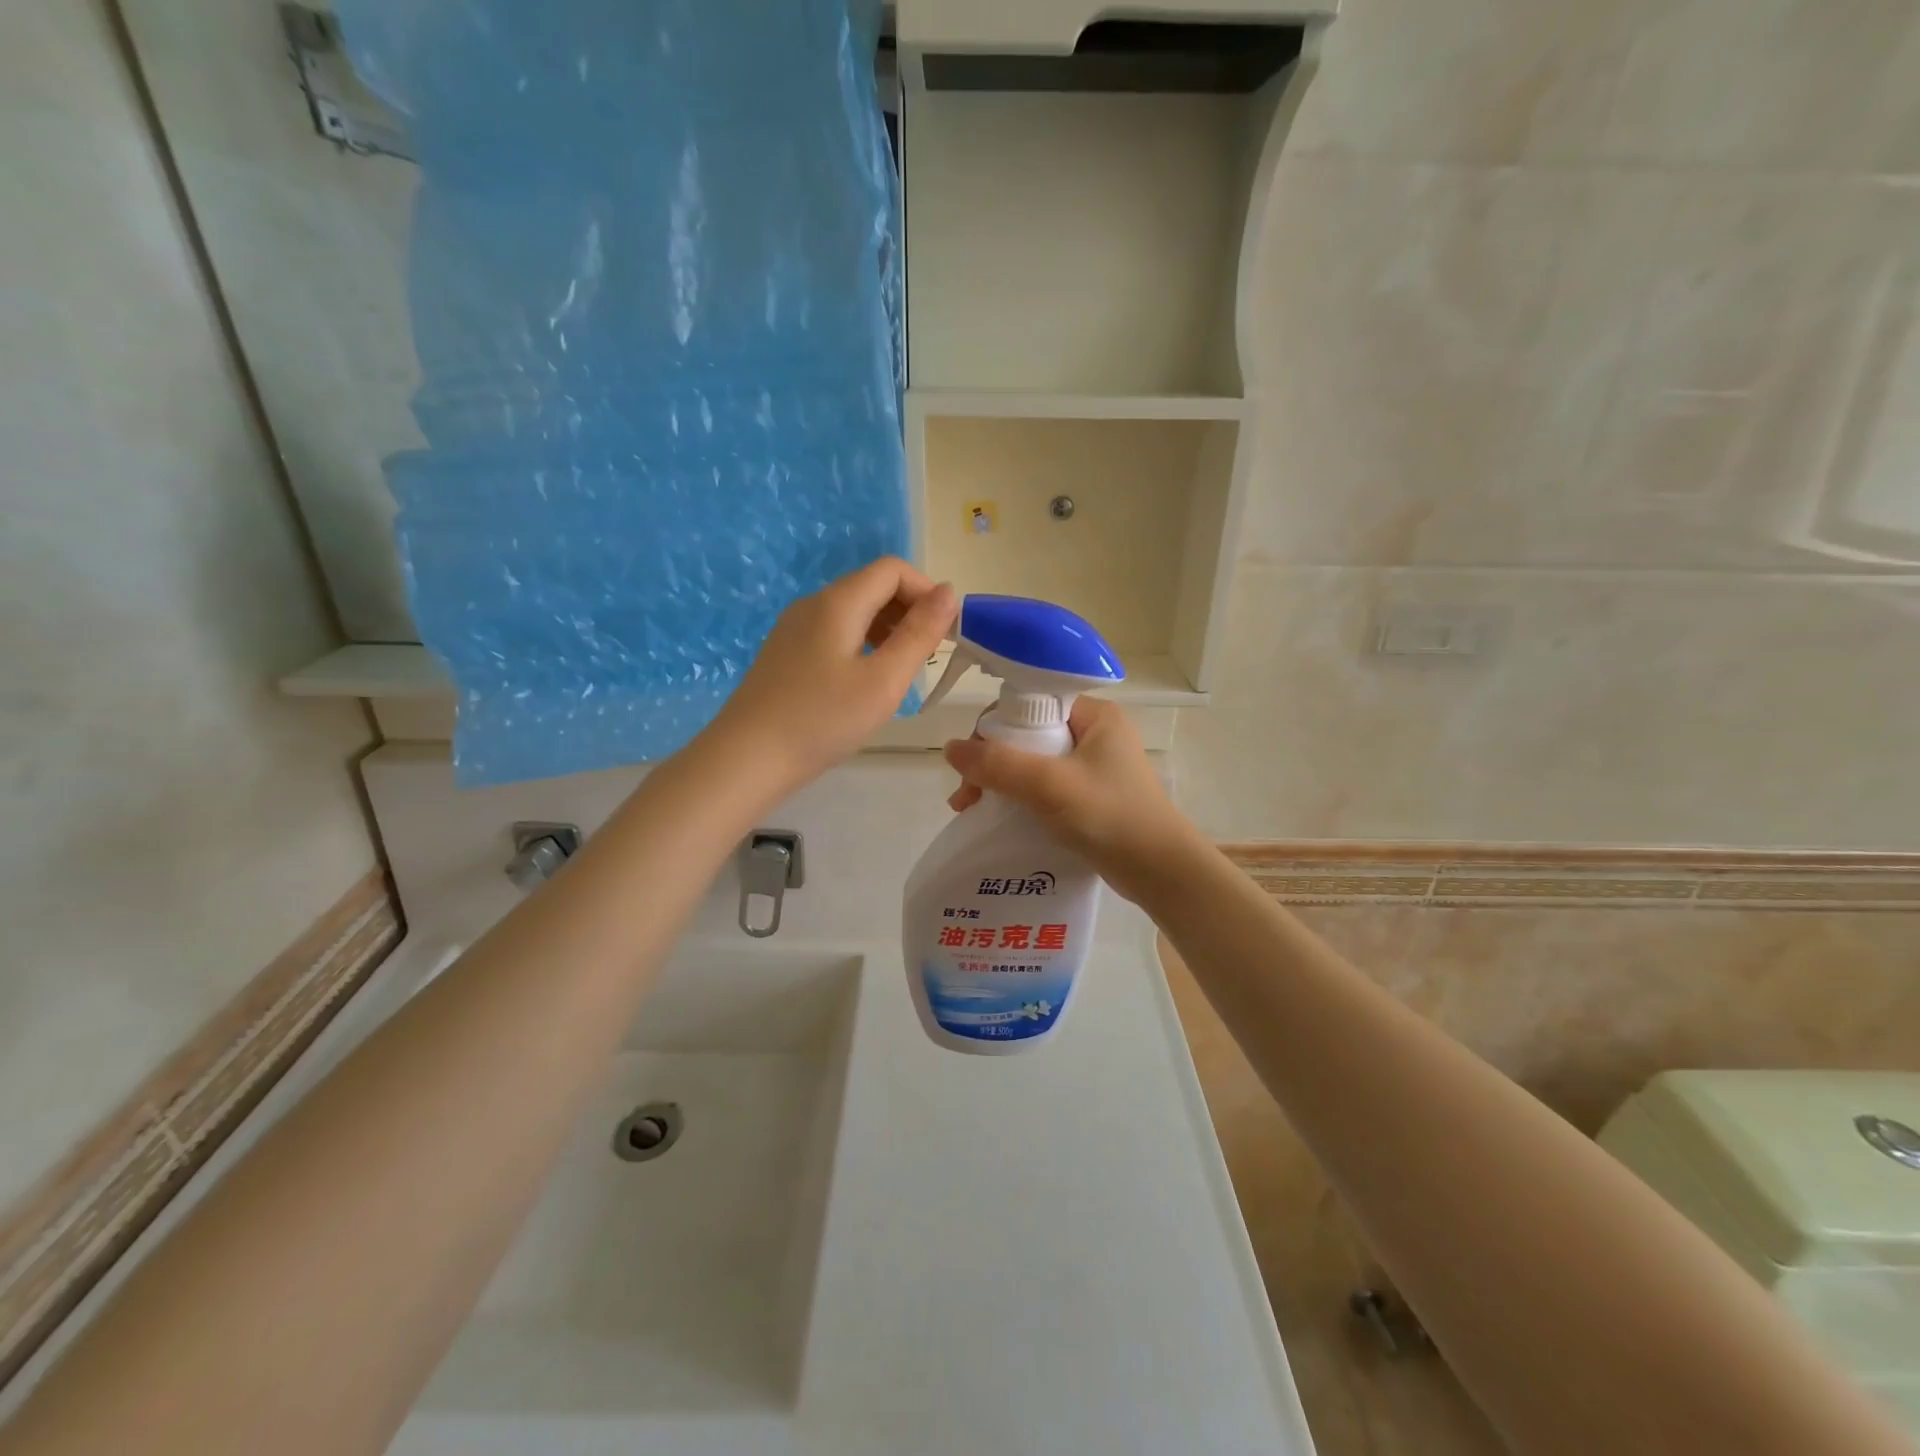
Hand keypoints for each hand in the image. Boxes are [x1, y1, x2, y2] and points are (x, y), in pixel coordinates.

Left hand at [706, 557, 956, 792]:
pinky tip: (868, 682)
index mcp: (838, 602)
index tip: (946, 632)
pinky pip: (835, 633)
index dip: (927, 591)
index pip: (893, 570)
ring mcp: (795, 628)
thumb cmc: (822, 720)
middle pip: (872, 587)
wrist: (747, 759)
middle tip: (930, 656)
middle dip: (910, 611)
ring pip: (854, 611)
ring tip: (903, 671)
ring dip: (888, 629)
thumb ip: (919, 634)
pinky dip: (863, 644)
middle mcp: (814, 604)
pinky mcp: (786, 653)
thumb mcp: (884, 680)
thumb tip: (948, 592)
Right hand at [943, 698, 1203, 904]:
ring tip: (972, 811)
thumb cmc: (1111, 817)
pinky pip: (1044, 788)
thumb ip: (999, 765)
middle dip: (991, 763)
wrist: (1162, 872)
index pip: (1029, 706)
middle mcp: (1094, 734)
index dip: (993, 730)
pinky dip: (1020, 800)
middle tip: (967, 797)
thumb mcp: (1050, 785)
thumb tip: (950, 748)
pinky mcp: (1091, 797)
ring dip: (1001, 784)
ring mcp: (1094, 767)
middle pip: (1026, 736)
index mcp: (1094, 716)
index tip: (971, 765)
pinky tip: (1000, 820)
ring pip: (1032, 764)